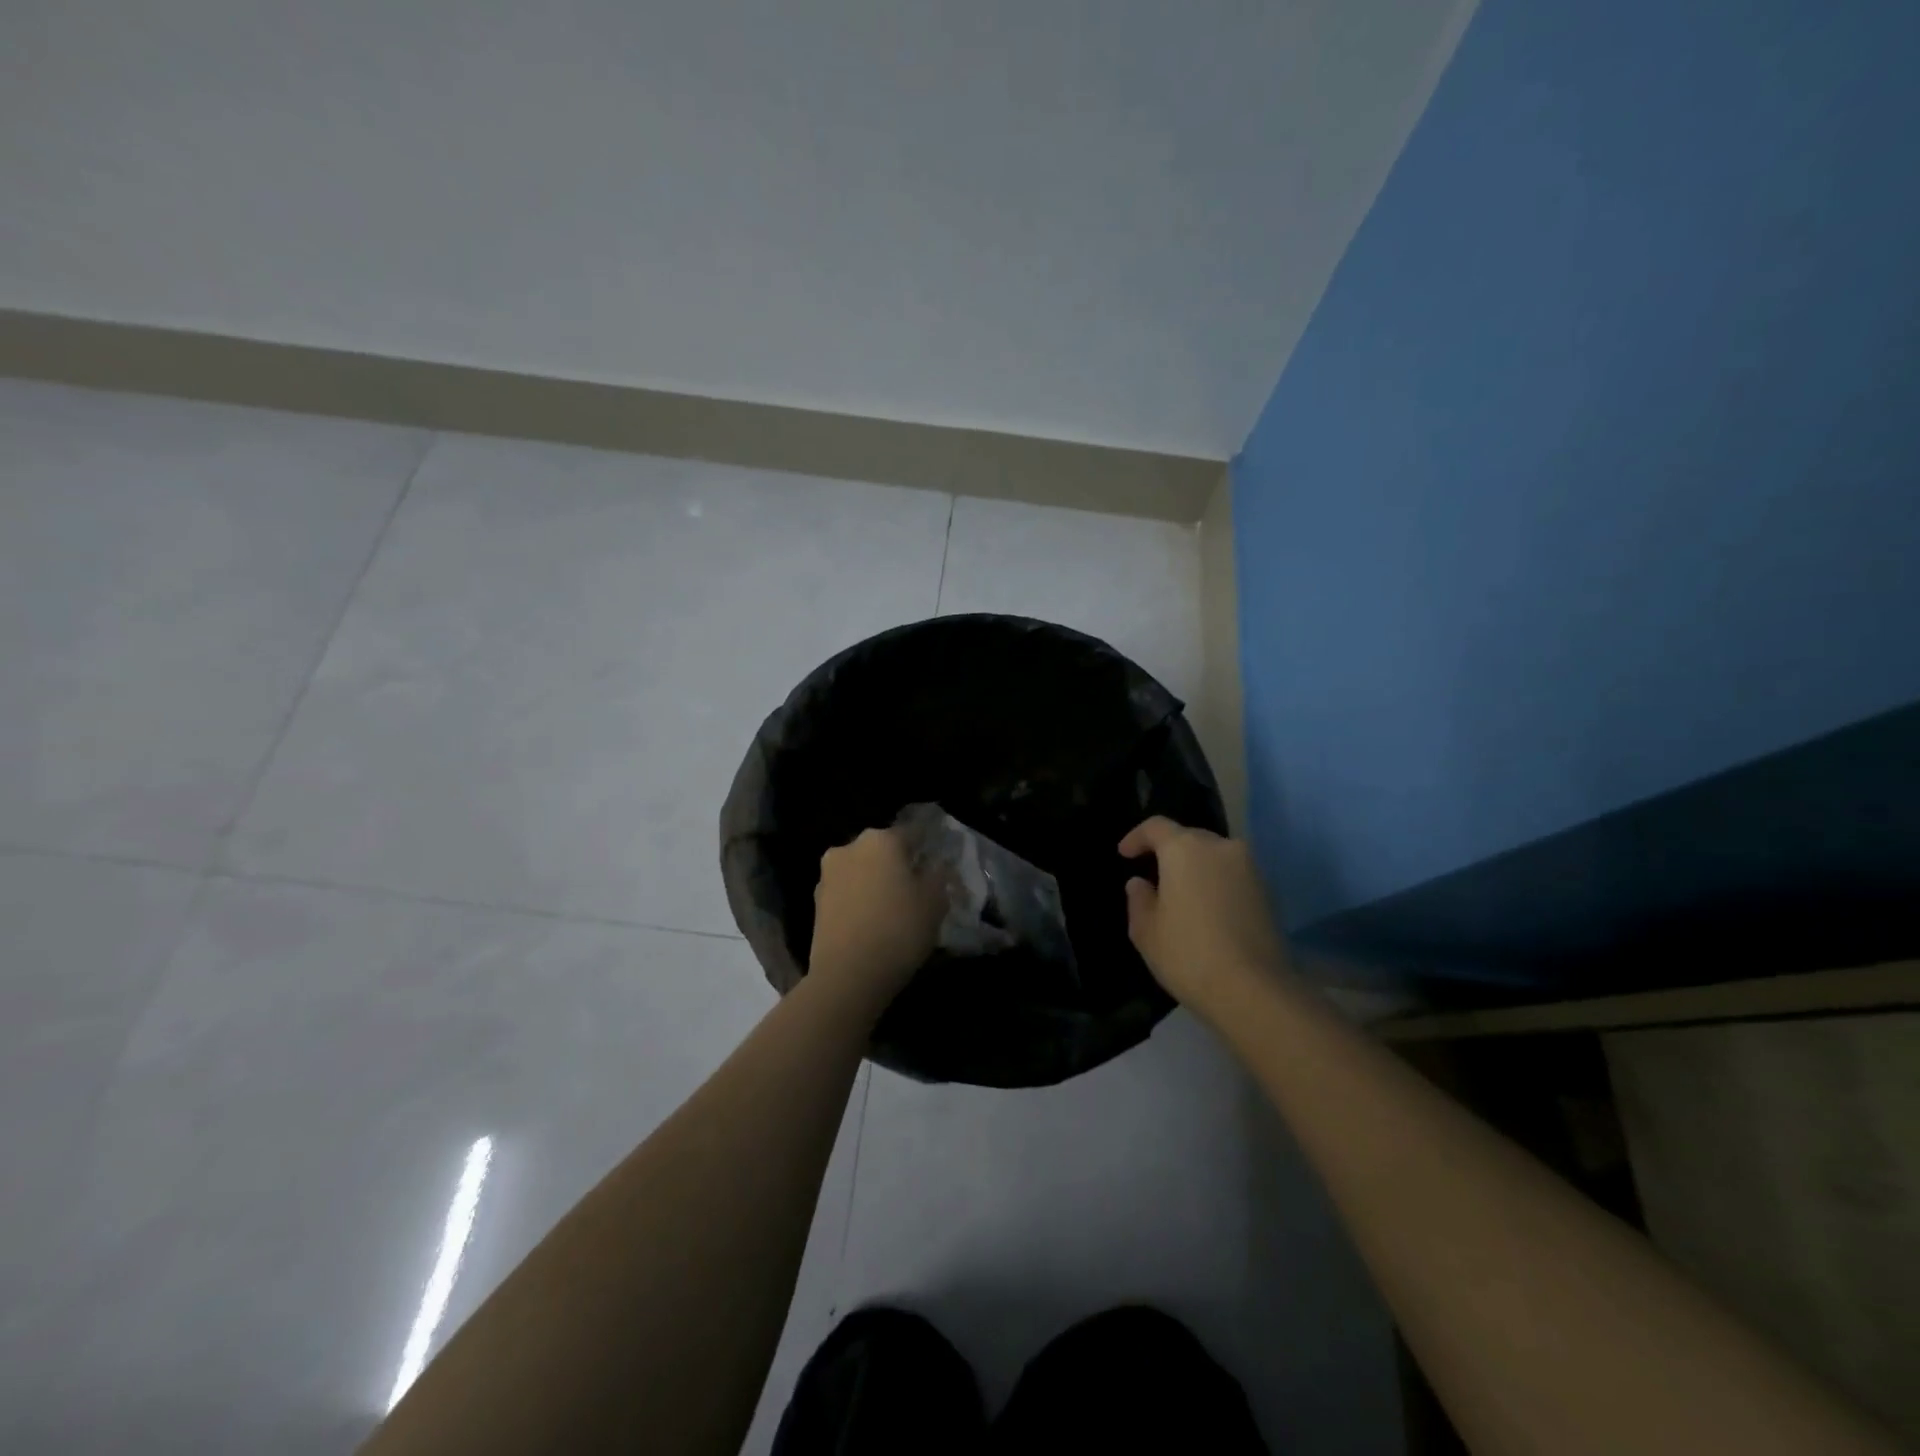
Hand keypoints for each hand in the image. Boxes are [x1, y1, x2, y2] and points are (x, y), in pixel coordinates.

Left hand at [810, 827, 941, 1002]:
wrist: (847, 975)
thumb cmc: (899, 929)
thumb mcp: (935, 902)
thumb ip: (938, 875)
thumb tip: (934, 865)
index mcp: (881, 839)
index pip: (912, 833)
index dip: (927, 848)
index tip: (937, 866)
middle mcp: (850, 847)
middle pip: (882, 850)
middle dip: (897, 864)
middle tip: (915, 889)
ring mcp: (828, 874)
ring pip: (861, 870)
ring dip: (875, 882)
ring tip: (892, 909)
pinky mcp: (816, 901)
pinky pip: (847, 892)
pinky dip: (859, 900)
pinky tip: (871, 922)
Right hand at [1119, 817, 1290, 1013]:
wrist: (1254, 991)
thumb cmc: (1188, 954)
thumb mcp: (1146, 931)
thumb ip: (1139, 899)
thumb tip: (1141, 884)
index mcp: (1185, 848)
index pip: (1156, 826)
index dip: (1136, 837)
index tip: (1125, 855)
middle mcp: (1220, 847)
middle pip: (1189, 837)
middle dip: (1169, 851)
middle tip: (1154, 876)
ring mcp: (1249, 868)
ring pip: (1214, 856)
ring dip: (1196, 868)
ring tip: (1182, 894)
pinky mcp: (1268, 892)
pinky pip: (1233, 876)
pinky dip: (1217, 884)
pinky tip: (1208, 910)